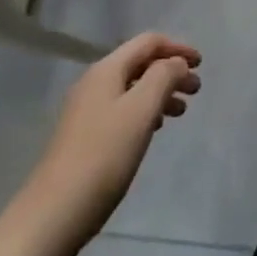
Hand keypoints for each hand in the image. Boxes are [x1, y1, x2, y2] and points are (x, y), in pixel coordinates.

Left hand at [20, 33, 202, 255]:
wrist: (55, 212)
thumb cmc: (104, 155)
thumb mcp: (141, 110)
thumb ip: (163, 77)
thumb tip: (176, 62)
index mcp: (106, 70)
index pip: (147, 43)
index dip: (177, 48)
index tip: (201, 64)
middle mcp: (94, 83)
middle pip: (139, 64)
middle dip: (171, 71)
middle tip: (196, 90)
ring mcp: (87, 110)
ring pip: (132, 88)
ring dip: (160, 92)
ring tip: (181, 111)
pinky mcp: (85, 136)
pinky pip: (122, 109)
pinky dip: (145, 111)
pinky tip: (154, 128)